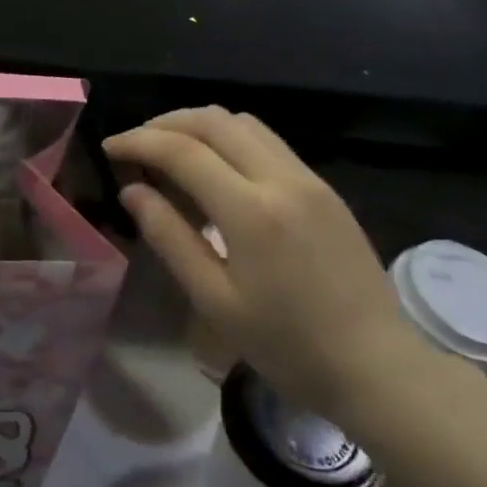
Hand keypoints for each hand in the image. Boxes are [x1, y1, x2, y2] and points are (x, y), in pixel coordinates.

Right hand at [104, 108, 429, 414]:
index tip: (110, 148)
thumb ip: (170, 237)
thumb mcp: (215, 300)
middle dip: (166, 123)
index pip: (182, 151)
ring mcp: (308, 178)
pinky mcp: (324, 187)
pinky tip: (216, 167)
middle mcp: (281, 178)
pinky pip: (267, 142)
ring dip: (200, 125)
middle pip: (213, 120)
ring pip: (243, 122)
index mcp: (250, 211)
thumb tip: (133, 191)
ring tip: (170, 150)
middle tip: (135, 143)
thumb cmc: (287, 345)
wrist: (376, 365)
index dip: (139, 142)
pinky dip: (230, 139)